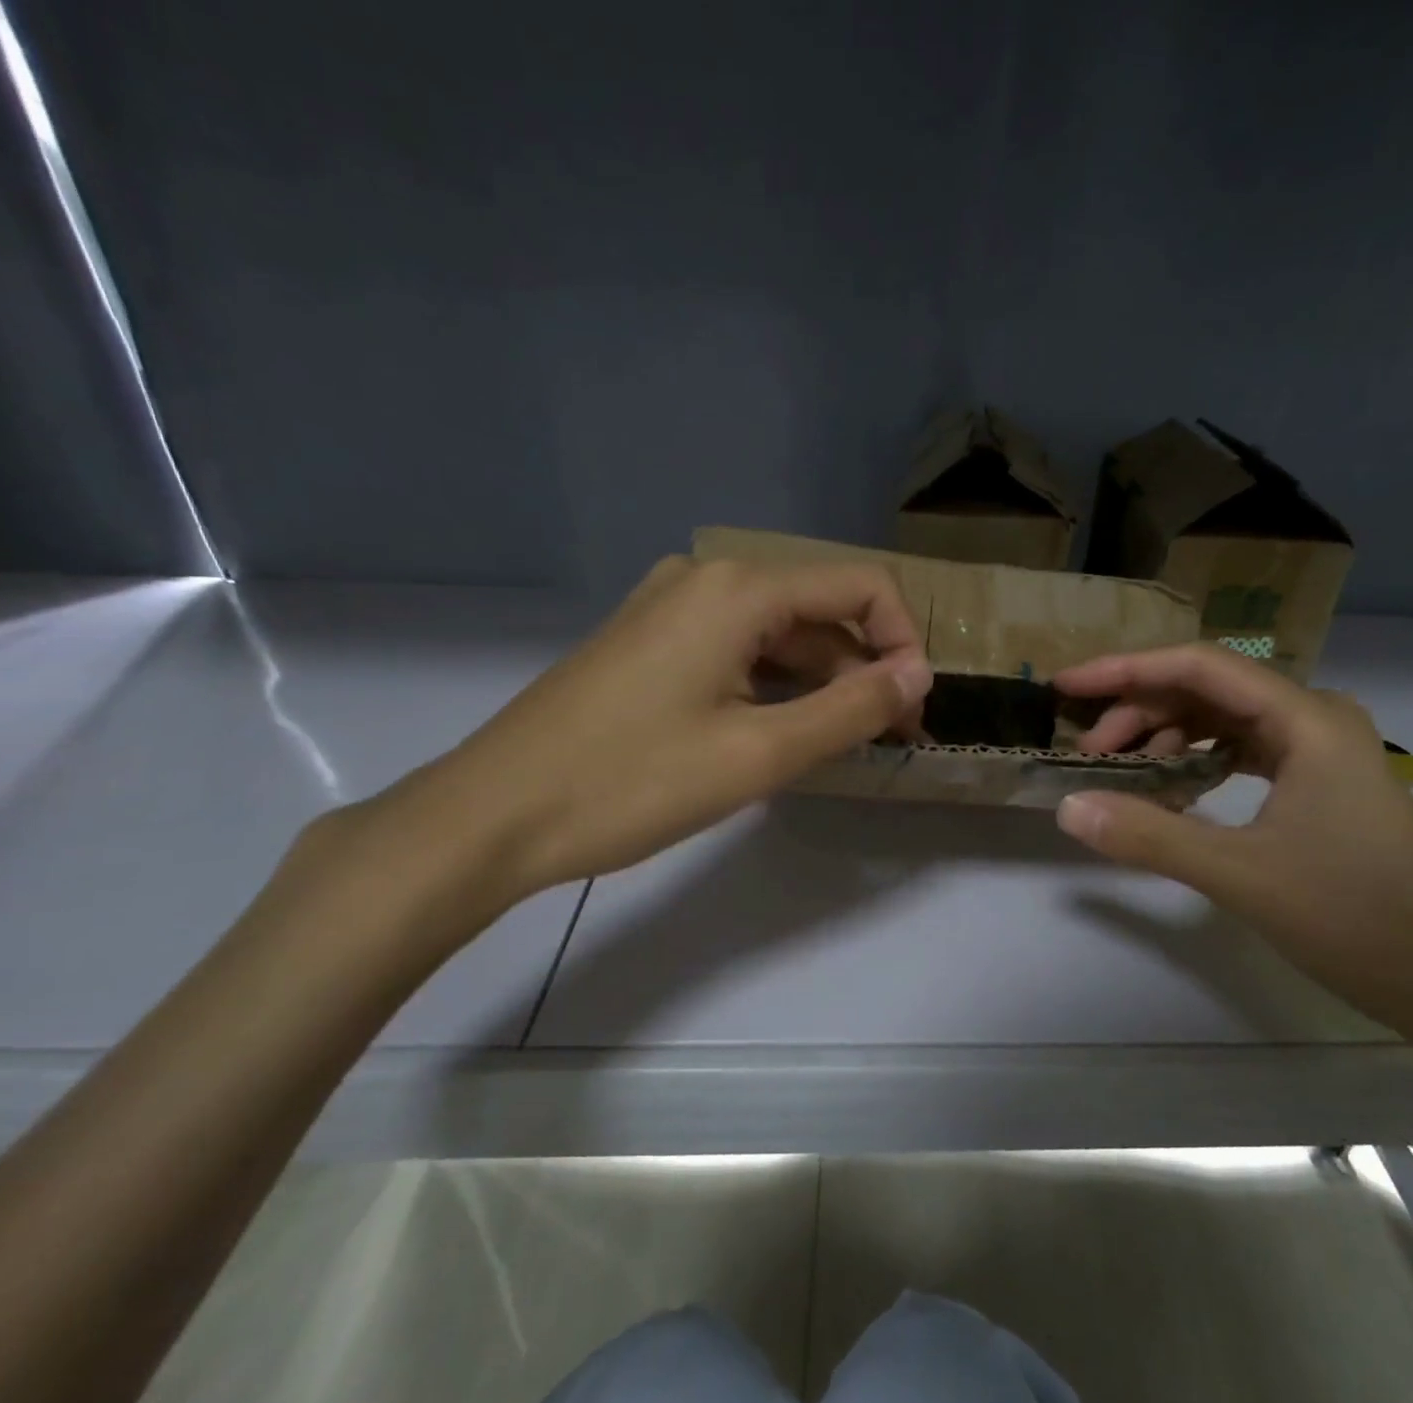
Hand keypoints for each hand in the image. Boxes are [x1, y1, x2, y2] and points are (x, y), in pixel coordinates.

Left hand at [392, 556, 932, 899]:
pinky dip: (774, 687)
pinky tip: (783, 733)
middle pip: (819, 610)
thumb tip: (918, 676)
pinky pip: (737, 651)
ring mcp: (671, 608)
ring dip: (821, 683)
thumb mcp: (759, 752)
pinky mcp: (650, 643)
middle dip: (864, 669)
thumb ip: (850, 709)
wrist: (494, 814)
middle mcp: (706, 579)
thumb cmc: (631, 782)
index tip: (913, 708)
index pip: (859, 586)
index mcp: (738, 588)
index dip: (903, 642)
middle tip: (889, 739)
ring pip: (778, 635)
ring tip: (844, 745)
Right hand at [1053, 645, 1412, 1058]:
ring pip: (1224, 720)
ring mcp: (1322, 752)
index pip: (1201, 667)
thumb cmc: (1356, 920)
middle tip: (1090, 753)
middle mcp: (1317, 719)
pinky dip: (1198, 761)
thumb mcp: (1241, 876)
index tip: (1067, 687)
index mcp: (1308, 720)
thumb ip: (1149, 835)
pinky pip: (1243, 752)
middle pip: (1209, 690)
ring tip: (1123, 772)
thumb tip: (1067, 806)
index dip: (1126, 670)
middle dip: (1140, 712)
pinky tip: (1172, 789)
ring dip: (1166, 736)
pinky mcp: (1321, 784)